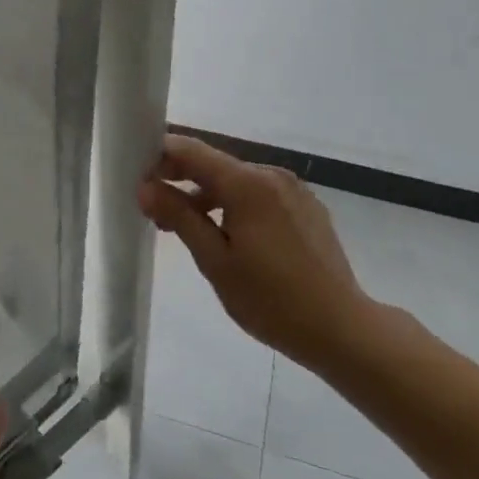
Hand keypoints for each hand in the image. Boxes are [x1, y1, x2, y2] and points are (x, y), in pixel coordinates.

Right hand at [138, 134, 376, 370]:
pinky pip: (259, 194)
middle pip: (214, 164)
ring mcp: (293, 190)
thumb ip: (179, 216)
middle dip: (180, 179)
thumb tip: (146, 187)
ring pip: (236, 181)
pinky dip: (235, 204)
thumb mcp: (215, 261)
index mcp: (247, 183)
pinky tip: (228, 236)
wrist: (341, 328)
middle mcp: (271, 175)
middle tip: (154, 211)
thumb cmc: (270, 299)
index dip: (159, 157)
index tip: (137, 180)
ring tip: (186, 229)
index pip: (191, 150)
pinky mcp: (306, 207)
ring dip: (206, 195)